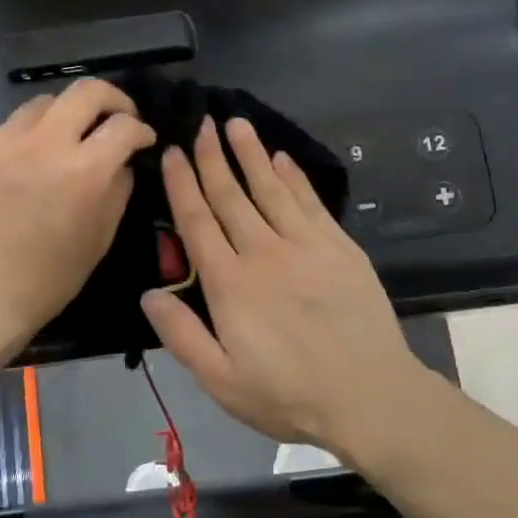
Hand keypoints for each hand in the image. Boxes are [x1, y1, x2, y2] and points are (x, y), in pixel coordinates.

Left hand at [0, 80, 156, 358]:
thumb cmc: (49, 279)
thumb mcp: (100, 238)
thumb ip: (118, 191)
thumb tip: (122, 163)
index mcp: (83, 171)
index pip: (124, 125)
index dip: (142, 129)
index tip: (144, 139)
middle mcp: (45, 144)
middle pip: (87, 91)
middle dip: (113, 99)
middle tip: (118, 117)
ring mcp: (5, 142)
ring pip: (46, 101)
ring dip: (69, 111)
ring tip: (74, 134)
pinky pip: (14, 125)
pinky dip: (35, 132)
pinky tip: (36, 158)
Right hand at [141, 117, 430, 459]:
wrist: (369, 396)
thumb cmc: (288, 394)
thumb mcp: (221, 381)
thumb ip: (182, 335)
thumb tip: (148, 293)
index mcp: (230, 284)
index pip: (198, 221)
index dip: (182, 183)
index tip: (173, 150)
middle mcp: (263, 252)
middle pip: (231, 196)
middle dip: (212, 157)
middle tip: (201, 122)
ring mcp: (305, 245)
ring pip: (270, 188)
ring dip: (251, 154)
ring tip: (236, 123)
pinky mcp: (339, 246)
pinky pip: (310, 201)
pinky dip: (293, 177)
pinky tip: (282, 158)